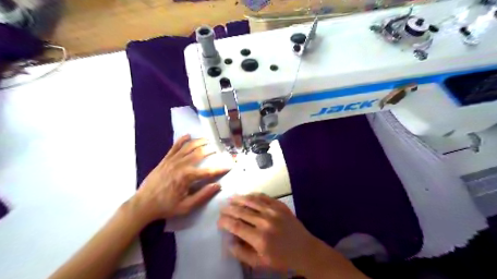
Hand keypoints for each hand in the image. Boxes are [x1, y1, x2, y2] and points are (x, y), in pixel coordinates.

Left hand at [131, 134, 228, 222]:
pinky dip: (181, 140)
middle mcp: (181, 165)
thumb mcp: (186, 206)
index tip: (229, 165)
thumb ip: (203, 195)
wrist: (143, 204)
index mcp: (187, 177)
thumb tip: (218, 185)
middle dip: (211, 150)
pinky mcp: (165, 160)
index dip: (220, 168)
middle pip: (199, 153)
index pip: (209, 171)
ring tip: (208, 140)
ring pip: (188, 147)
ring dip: (199, 142)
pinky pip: (174, 147)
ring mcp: (172, 161)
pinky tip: (188, 135)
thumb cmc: (166, 207)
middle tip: (219, 148)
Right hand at [216, 194, 313, 272]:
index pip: (236, 226)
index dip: (225, 222)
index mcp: (259, 238)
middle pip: (242, 211)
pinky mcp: (280, 205)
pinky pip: (264, 197)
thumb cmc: (282, 259)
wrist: (305, 250)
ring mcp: (274, 211)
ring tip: (231, 198)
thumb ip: (242, 253)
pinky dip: (254, 195)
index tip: (219, 221)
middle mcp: (265, 221)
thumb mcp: (260, 263)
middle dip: (229, 209)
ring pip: (252, 201)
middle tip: (221, 207)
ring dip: (239, 199)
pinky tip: (247, 195)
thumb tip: (229, 241)